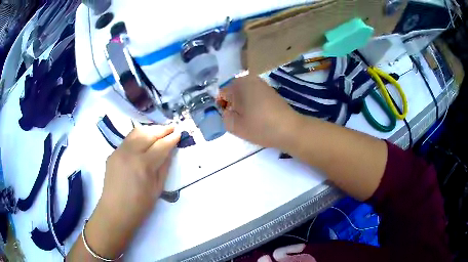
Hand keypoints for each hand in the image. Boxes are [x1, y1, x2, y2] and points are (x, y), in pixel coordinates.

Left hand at [99, 125, 179, 229]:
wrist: (115, 211)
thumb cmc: (139, 205)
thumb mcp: (157, 189)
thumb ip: (164, 167)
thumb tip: (170, 151)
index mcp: (143, 165)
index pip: (161, 145)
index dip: (171, 138)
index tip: (179, 133)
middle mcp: (130, 153)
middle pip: (148, 134)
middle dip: (162, 130)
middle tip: (172, 128)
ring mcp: (119, 151)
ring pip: (136, 132)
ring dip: (150, 130)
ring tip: (159, 131)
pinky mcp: (112, 153)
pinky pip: (127, 140)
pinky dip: (138, 136)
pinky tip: (143, 141)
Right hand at [220, 75, 299, 147]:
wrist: (290, 130)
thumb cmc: (260, 127)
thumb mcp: (234, 126)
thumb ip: (223, 116)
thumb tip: (227, 110)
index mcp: (239, 83)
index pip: (221, 94)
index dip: (223, 108)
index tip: (231, 119)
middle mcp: (250, 79)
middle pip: (233, 93)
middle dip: (233, 105)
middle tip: (241, 120)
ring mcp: (262, 84)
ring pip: (244, 95)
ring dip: (243, 106)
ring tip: (251, 119)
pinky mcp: (270, 91)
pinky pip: (254, 96)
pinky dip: (253, 105)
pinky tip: (259, 116)